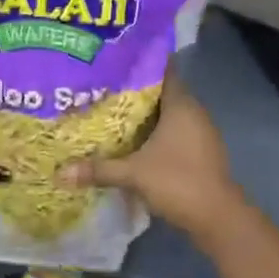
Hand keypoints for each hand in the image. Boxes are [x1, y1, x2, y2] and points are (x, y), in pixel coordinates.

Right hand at [58, 71, 246, 241]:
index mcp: (181, 104)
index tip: (116, 60)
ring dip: (147, 114)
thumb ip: (98, 170)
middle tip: (105, 88)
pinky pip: (176, 131)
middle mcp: (194, 111)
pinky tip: (136, 142)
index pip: (162, 71)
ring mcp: (201, 132)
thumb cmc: (178, 181)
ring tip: (114, 113)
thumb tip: (60, 173)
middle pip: (163, 92)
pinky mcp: (202, 151)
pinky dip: (157, 132)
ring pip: (170, 114)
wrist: (218, 217)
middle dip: (136, 91)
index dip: (141, 64)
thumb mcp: (133, 174)